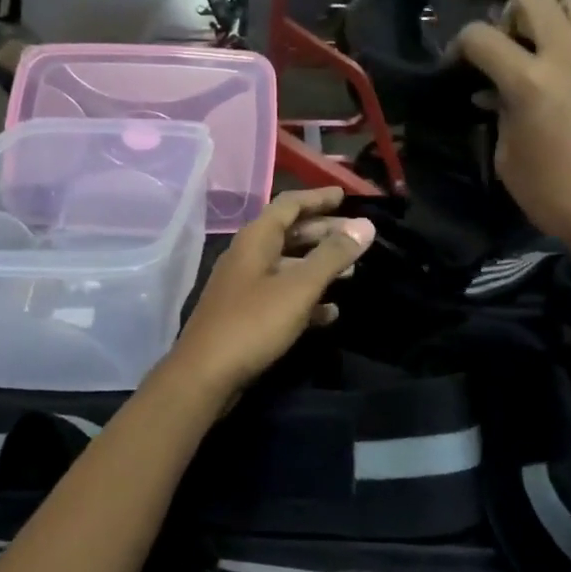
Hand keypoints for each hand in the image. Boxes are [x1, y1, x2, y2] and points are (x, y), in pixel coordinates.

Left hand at [166, 189, 374, 403]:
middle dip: (323, 233)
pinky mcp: (245, 314)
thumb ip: (332, 256)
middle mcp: (247, 256)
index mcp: (255, 239)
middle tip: (357, 237)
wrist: (205, 375)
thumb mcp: (299, 287)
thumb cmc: (253, 323)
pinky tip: (330, 313)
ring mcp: (244, 286)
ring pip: (287, 266)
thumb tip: (365, 225)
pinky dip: (306, 298)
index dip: (317, 198)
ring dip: (318, 266)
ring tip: (351, 273)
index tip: (344, 196)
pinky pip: (281, 296)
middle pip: (289, 233)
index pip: (289, 204)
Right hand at [457, 0, 570, 277]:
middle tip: (509, 46)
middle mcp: (568, 56)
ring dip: (554, 18)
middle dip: (509, 16)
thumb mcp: (507, 156)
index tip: (458, 63)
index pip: (480, 37)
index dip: (460, 45)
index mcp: (528, 82)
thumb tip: (496, 93)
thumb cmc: (553, 195)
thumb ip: (500, 112)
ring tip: (549, 47)